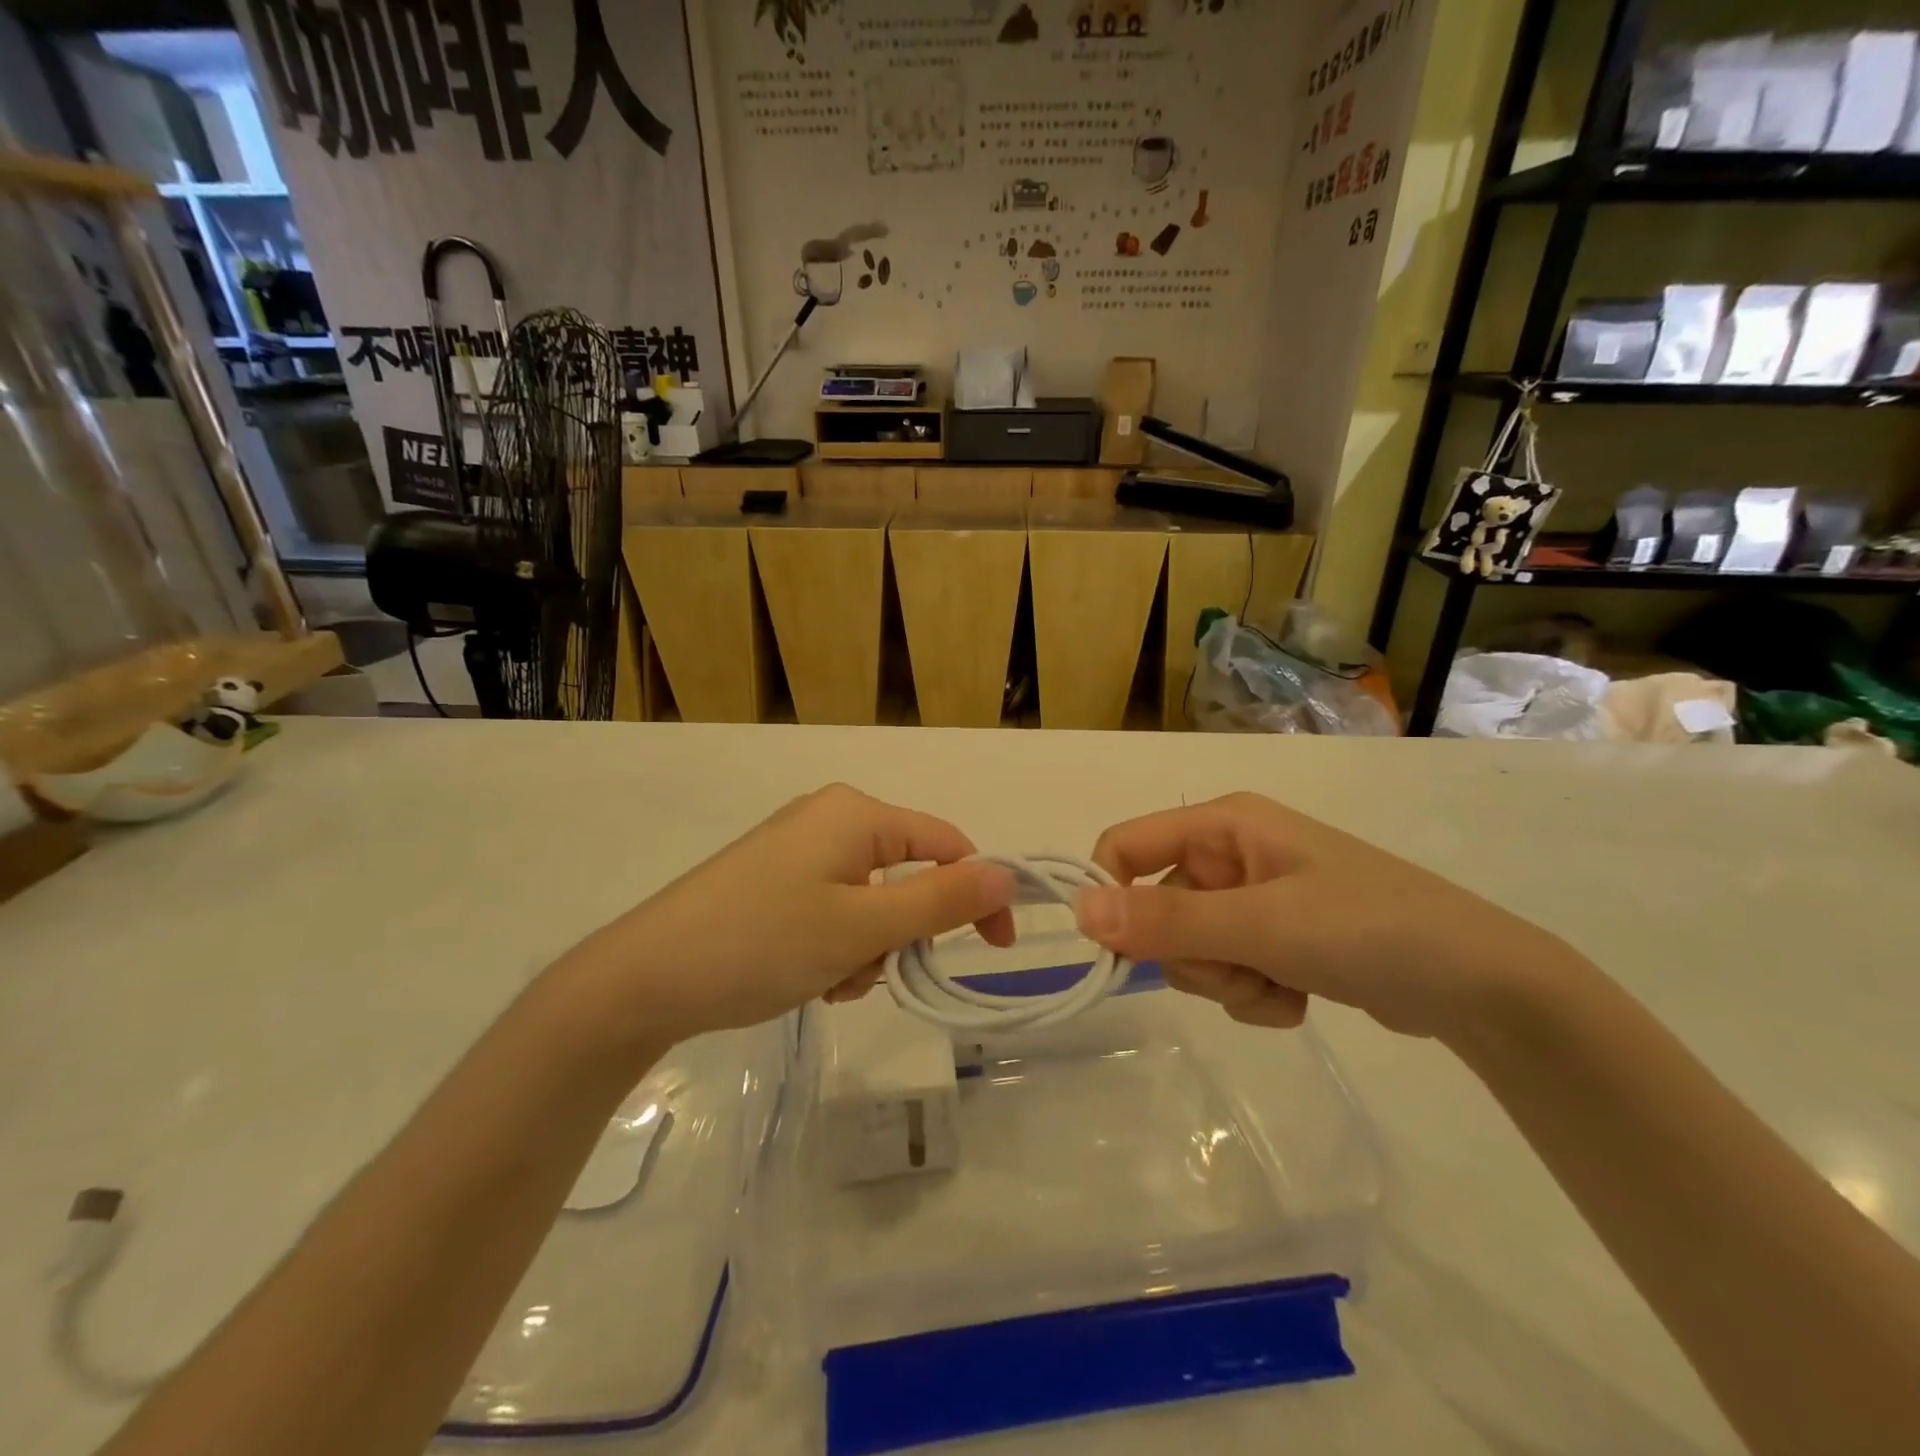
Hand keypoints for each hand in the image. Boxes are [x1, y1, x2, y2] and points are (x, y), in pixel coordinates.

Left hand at [560, 784, 1015, 1044]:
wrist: (646, 978)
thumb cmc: (764, 942)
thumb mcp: (863, 927)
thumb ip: (942, 901)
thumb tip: (1006, 874)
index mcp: (856, 813)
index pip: (947, 844)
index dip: (979, 893)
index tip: (995, 949)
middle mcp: (830, 819)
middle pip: (906, 875)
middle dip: (902, 933)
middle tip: (871, 971)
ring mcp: (798, 849)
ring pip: (871, 901)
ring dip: (867, 948)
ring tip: (830, 982)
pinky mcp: (774, 880)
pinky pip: (833, 908)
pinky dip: (836, 946)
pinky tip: (808, 979)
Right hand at [1074, 792, 1577, 1041]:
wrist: (1483, 986)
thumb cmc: (1369, 929)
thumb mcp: (1263, 925)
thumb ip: (1168, 921)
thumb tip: (1079, 912)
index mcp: (1222, 824)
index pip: (1125, 846)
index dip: (1110, 894)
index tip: (1119, 950)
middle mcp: (1230, 854)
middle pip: (1156, 908)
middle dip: (1192, 954)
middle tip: (1245, 967)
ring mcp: (1253, 898)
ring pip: (1190, 949)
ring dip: (1226, 980)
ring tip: (1281, 983)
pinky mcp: (1275, 939)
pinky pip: (1227, 971)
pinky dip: (1252, 994)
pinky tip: (1299, 998)